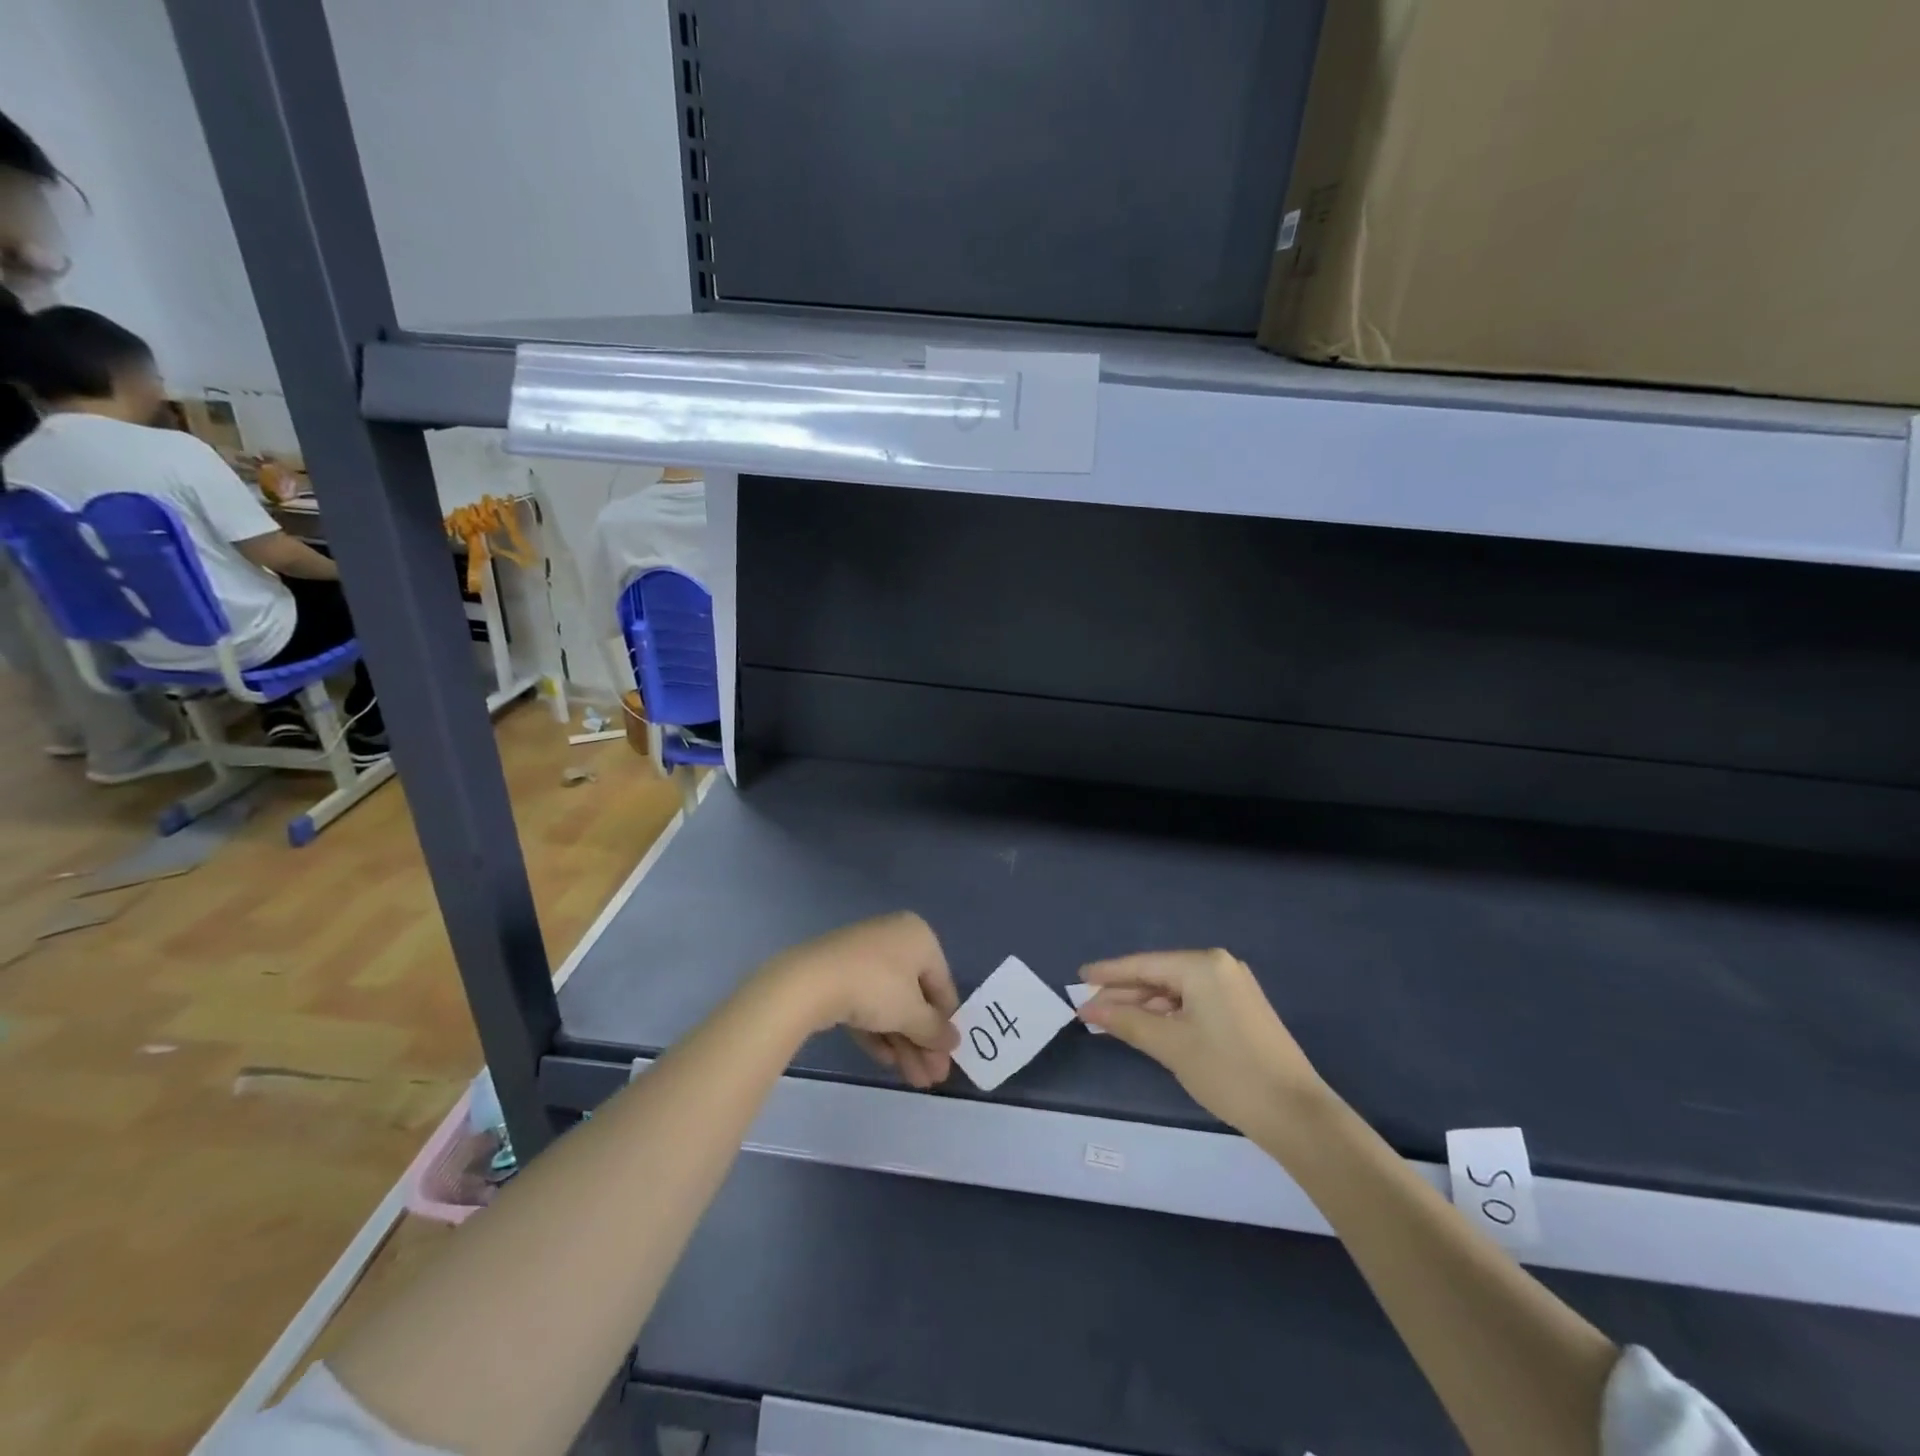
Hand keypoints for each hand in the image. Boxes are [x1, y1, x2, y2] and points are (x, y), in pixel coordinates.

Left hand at [761, 912, 960, 1088]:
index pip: (942, 984)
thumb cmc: (875, 987)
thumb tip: (953, 1041)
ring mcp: (863, 956)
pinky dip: (877, 1031)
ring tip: (913, 1081)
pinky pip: (866, 1004)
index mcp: (918, 937)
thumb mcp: (912, 1013)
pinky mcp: (838, 974)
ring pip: (890, 1004)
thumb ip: (935, 1029)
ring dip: (903, 1043)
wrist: (810, 981)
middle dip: (923, 1041)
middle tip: (931, 1078)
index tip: (948, 1057)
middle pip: (915, 997)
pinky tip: (885, 1061)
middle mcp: (894, 939)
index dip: (946, 1023)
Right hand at [1078, 950, 1323, 1133]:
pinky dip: (1167, 1014)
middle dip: (1124, 993)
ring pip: (1175, 991)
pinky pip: (1192, 1002)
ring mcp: (1233, 987)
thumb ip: (1126, 1021)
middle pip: (1159, 975)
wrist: (1295, 1114)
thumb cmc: (1228, 1072)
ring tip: (1111, 1021)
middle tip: (1089, 1009)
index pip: (1144, 964)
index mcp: (1203, 965)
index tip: (1078, 978)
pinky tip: (1146, 1027)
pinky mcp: (1240, 1009)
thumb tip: (1088, 1007)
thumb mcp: (1170, 1045)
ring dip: (1144, 1006)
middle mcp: (1219, 966)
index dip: (1108, 973)